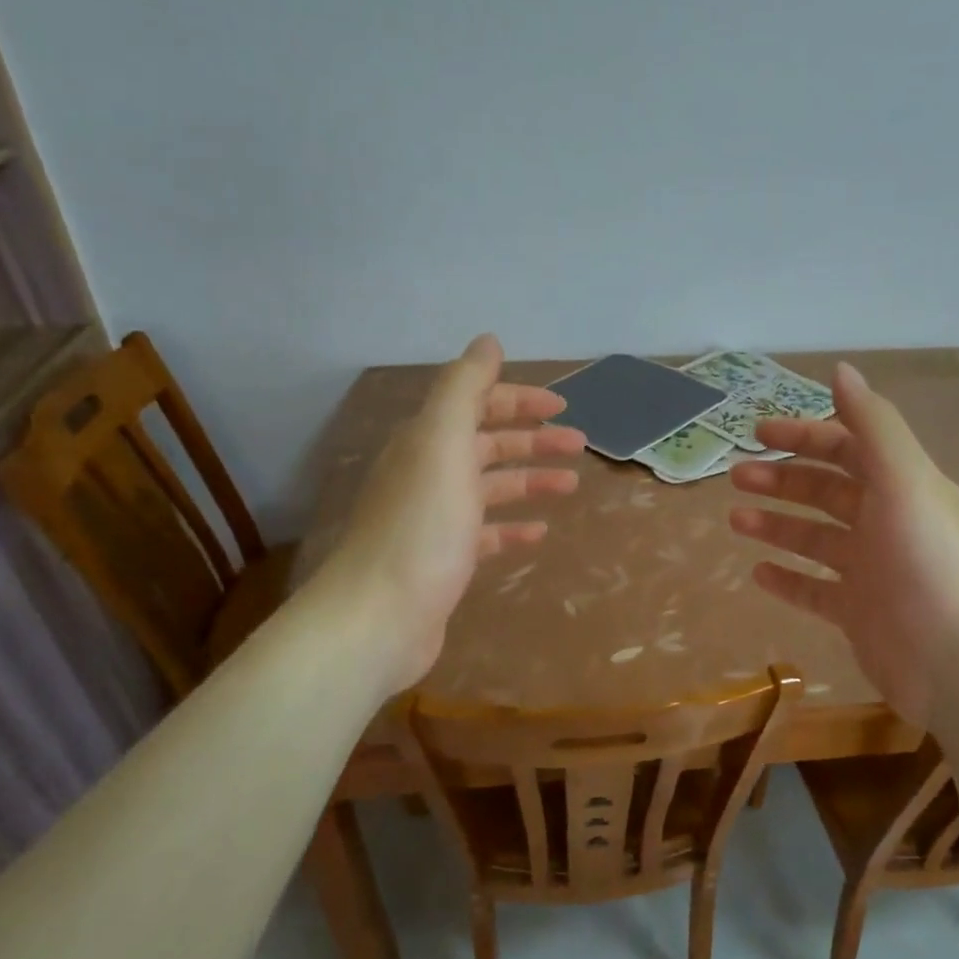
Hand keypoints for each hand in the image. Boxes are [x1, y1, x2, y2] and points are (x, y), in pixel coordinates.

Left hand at [320, 334, 585, 695]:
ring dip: (530, 480)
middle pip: (486, 444)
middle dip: (533, 439)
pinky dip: (512, 528)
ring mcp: (435, 519)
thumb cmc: (421, 526)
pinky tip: (538, 533)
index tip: (561, 405)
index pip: (475, 403)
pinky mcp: (443, 559)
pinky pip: (485, 534)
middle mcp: (428, 472)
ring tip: (570, 485)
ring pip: (490, 488)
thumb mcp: (443, 442)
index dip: (517, 399)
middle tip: (579, 445)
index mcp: (427, 440)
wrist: (379, 617)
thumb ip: (465, 387)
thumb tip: (488, 341)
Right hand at [728, 362, 958, 726]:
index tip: (758, 432)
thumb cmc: (933, 567)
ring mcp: (874, 572)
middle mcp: (889, 523)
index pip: (849, 447)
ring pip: (815, 539)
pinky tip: (757, 573)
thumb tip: (842, 369)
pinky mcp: (861, 615)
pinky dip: (788, 579)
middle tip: (736, 477)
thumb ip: (874, 425)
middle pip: (827, 491)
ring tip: (735, 521)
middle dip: (782, 479)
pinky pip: (815, 590)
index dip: (805, 435)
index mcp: (905, 487)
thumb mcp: (908, 483)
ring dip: (776, 525)